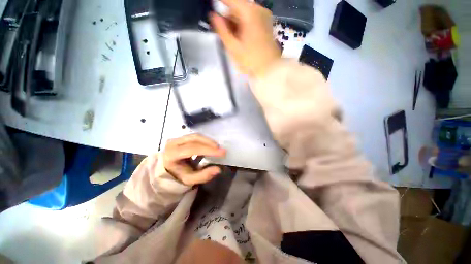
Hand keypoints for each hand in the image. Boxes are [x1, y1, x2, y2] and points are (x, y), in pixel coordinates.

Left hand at [162, 134, 225, 185]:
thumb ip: (203, 176)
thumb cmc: (178, 175)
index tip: (222, 152)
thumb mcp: (190, 180)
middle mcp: (173, 143)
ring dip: (208, 141)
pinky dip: (205, 140)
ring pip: (196, 136)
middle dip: (210, 143)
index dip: (208, 150)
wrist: (168, 170)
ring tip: (217, 148)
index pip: (192, 149)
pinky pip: (195, 136)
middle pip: (195, 139)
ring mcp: (177, 138)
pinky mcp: (181, 137)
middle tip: (221, 150)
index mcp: (172, 154)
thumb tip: (218, 169)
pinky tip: (211, 145)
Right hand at [210, 0, 280, 77]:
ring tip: (231, 37)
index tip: (212, 9)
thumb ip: (222, 30)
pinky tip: (240, 37)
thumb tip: (213, 16)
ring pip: (244, 13)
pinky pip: (251, 19)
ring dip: (235, 22)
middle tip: (222, 31)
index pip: (230, 0)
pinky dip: (243, 25)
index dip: (220, 3)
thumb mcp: (233, 47)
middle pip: (238, 7)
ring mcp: (264, 16)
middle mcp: (259, 10)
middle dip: (228, 17)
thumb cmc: (251, 61)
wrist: (270, 69)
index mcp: (250, 13)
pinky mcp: (267, 24)